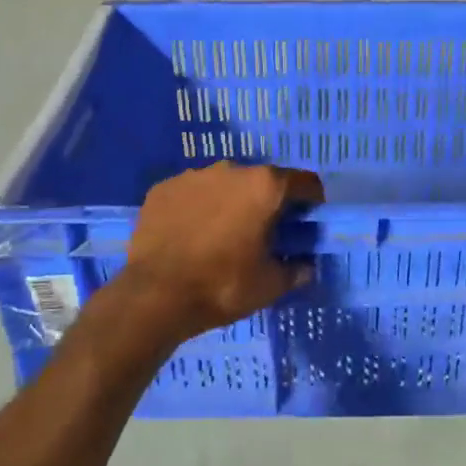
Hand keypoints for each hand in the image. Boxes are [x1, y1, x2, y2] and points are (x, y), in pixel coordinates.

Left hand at [117, 162, 323, 344]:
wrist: (153, 296)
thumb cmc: (222, 286)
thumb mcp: (270, 286)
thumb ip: (295, 270)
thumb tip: (306, 267)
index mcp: (265, 187)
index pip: (305, 182)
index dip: (312, 201)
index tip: (307, 221)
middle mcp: (231, 169)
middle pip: (262, 180)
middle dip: (267, 201)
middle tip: (264, 232)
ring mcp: (193, 175)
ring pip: (224, 184)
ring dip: (231, 202)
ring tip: (223, 234)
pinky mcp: (163, 188)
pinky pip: (191, 193)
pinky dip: (197, 208)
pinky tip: (191, 235)